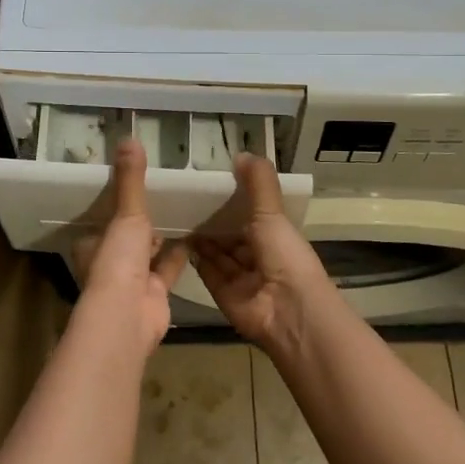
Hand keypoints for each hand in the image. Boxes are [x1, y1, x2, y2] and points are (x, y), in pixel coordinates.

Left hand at [73, 139, 187, 351]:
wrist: (128, 316)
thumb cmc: (117, 262)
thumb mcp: (125, 215)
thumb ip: (130, 180)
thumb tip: (129, 138)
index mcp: (92, 245)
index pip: (102, 221)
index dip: (115, 206)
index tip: (131, 187)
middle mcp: (109, 263)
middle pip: (126, 238)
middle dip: (142, 222)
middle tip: (163, 194)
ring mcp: (132, 282)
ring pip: (148, 253)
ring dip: (162, 237)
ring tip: (182, 209)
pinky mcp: (155, 295)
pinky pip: (169, 268)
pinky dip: (180, 255)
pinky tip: (196, 236)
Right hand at [190, 153, 333, 355]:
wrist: (287, 310)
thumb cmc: (284, 255)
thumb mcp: (272, 212)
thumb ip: (258, 182)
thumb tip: (241, 152)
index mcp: (275, 236)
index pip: (250, 215)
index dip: (232, 200)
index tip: (209, 182)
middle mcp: (258, 256)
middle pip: (231, 235)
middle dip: (212, 220)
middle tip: (184, 198)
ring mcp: (241, 278)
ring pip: (218, 253)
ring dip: (202, 238)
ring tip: (177, 214)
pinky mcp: (224, 294)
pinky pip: (207, 272)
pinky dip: (196, 258)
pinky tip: (180, 239)